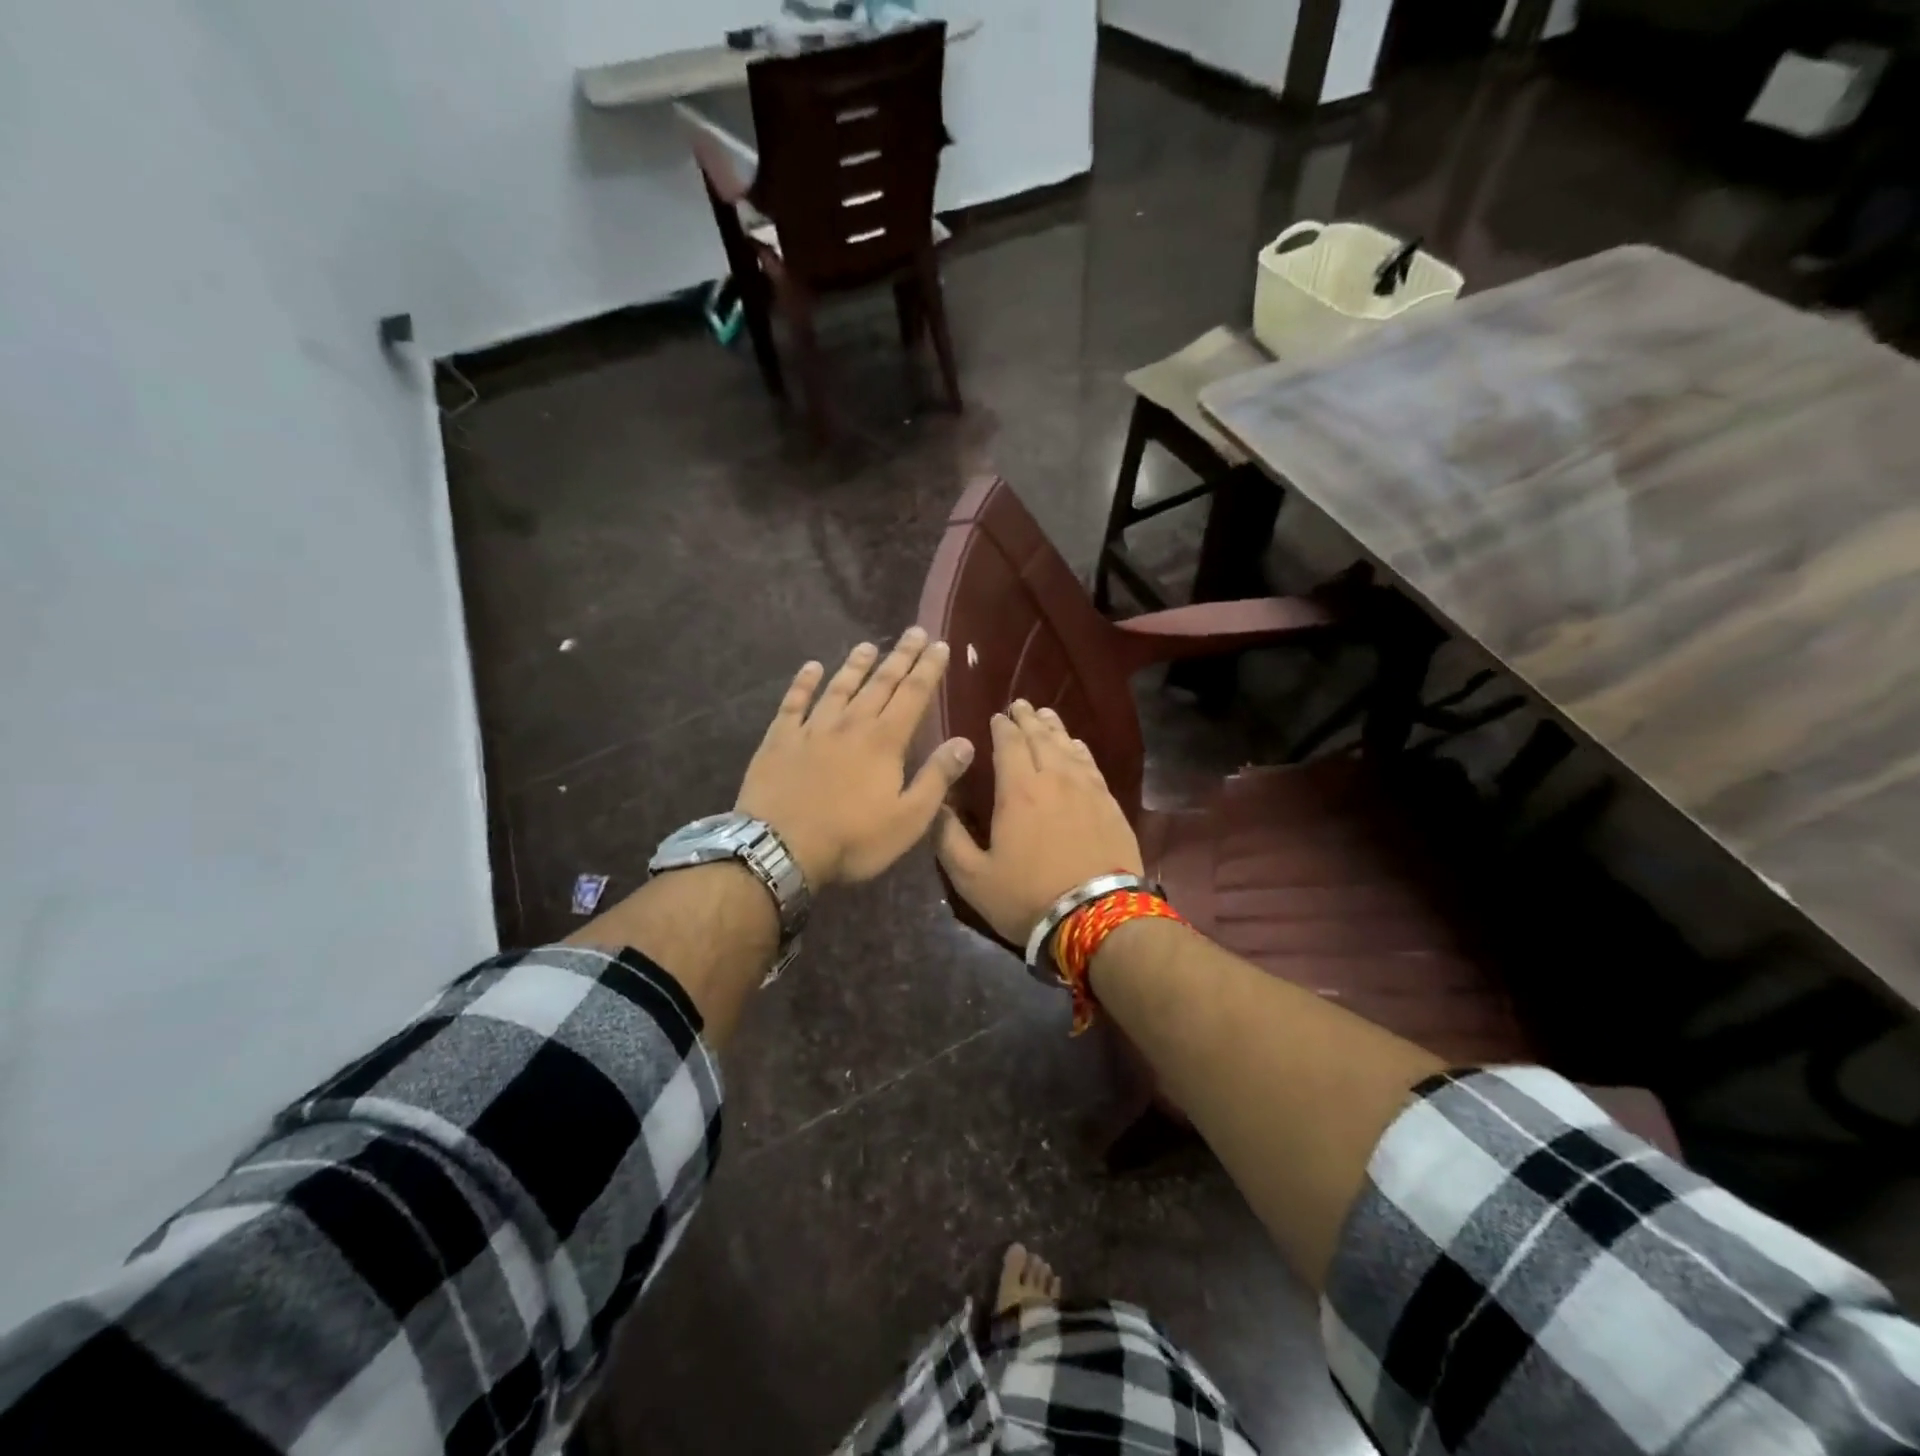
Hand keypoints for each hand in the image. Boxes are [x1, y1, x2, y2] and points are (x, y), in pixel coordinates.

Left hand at [737, 628, 973, 887]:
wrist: (778, 849)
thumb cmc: (852, 840)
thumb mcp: (908, 819)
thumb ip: (937, 778)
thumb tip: (965, 742)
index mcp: (884, 742)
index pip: (913, 695)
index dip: (928, 669)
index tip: (939, 644)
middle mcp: (850, 724)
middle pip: (880, 683)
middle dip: (900, 657)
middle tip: (914, 632)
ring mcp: (811, 729)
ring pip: (839, 687)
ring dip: (856, 665)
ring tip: (869, 645)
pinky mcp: (779, 740)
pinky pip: (793, 703)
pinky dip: (803, 683)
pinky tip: (811, 667)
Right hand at [936, 700, 1142, 945]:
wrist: (1097, 917)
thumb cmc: (1028, 897)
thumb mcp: (972, 877)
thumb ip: (949, 839)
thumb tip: (937, 806)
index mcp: (1018, 791)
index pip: (1009, 744)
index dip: (1001, 727)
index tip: (996, 717)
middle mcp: (1054, 779)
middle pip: (1041, 737)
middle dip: (1028, 719)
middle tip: (1020, 705)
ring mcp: (1088, 790)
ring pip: (1068, 747)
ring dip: (1054, 729)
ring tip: (1046, 716)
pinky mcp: (1110, 805)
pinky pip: (1091, 765)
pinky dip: (1079, 750)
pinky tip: (1077, 748)